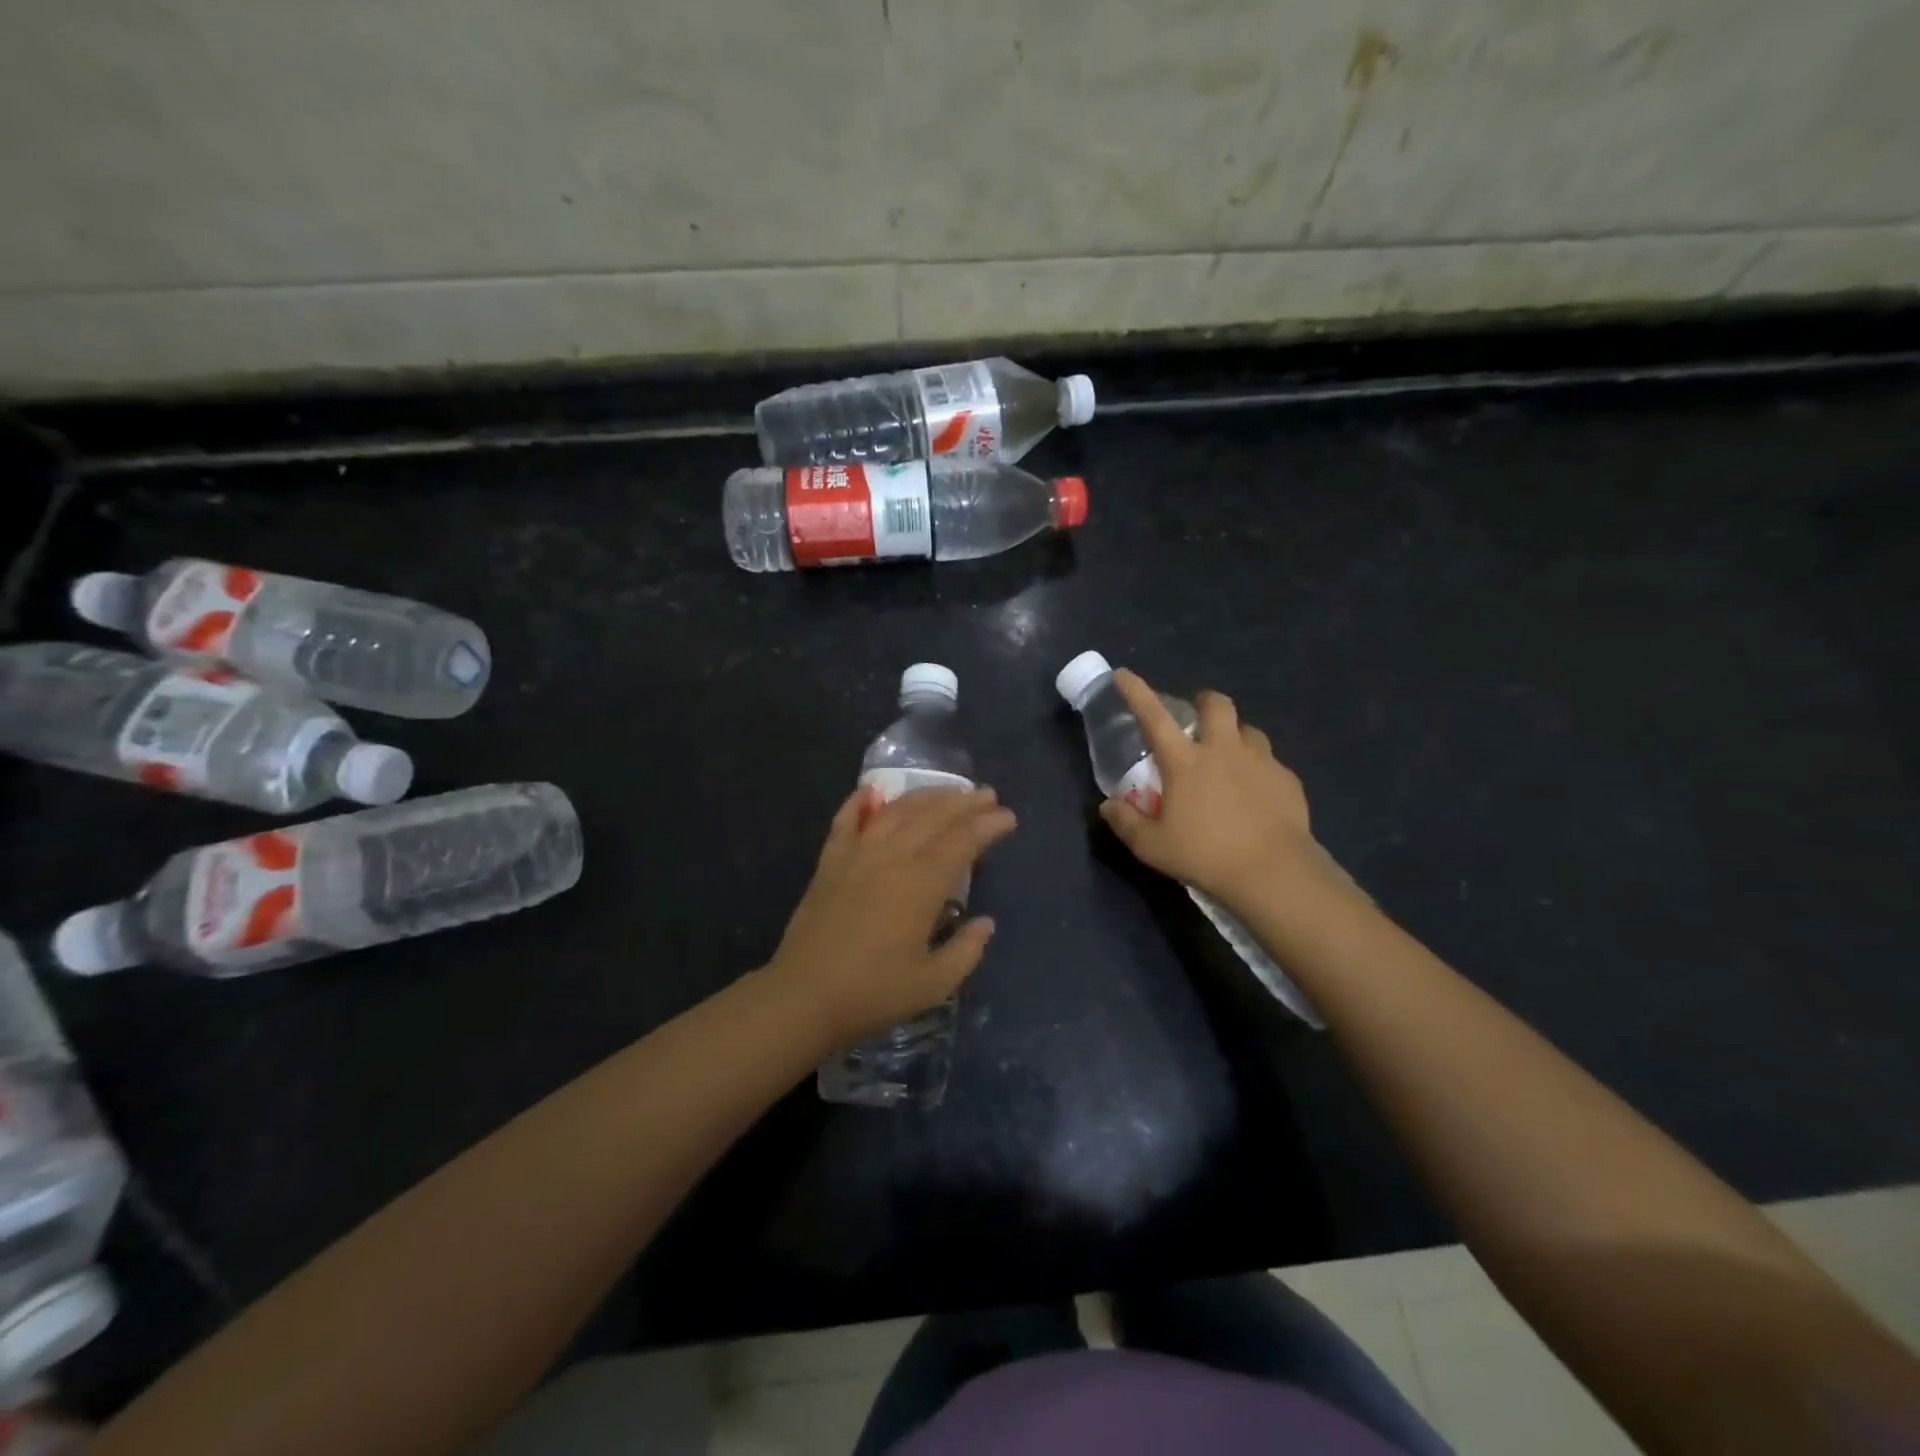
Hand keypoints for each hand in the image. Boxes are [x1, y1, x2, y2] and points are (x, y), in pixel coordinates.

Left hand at [765, 785, 1015, 1049]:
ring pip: (895, 812)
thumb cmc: (873, 993)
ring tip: (947, 791)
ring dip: (925, 796)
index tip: (1008, 817)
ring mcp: (856, 856)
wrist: (803, 997)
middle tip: (987, 795)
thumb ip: (966, 950)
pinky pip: (845, 822)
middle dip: (964, 802)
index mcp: (920, 885)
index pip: (962, 842)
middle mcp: (891, 858)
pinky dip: (858, 802)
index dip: (988, 825)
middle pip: (932, 817)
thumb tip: (985, 922)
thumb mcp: (934, 984)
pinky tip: (871, 790)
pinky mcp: (829, 863)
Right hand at [1099, 669, 1346, 915]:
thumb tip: (1108, 806)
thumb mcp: (1152, 847)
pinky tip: (1255, 793)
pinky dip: (1258, 769)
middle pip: (1216, 705)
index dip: (1136, 692)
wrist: (1273, 872)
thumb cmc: (1205, 856)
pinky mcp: (1287, 780)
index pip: (1154, 717)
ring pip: (1248, 730)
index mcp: (1185, 762)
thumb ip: (1126, 823)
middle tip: (1197, 719)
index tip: (1124, 675)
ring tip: (1229, 758)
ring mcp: (1260, 761)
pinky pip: (1270, 762)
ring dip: (1235, 736)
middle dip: (1204, 702)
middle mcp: (1223, 750)